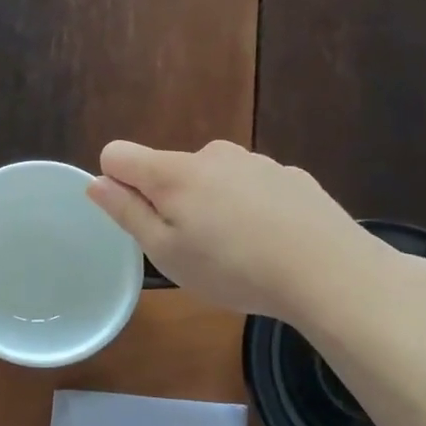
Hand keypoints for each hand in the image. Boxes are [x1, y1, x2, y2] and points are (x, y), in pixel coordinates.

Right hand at [88, 139, 410, 324]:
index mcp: (173, 172)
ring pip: (212, 179)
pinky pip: (251, 187)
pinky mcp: (289, 175)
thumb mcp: (166, 253)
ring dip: (212, 206)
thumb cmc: (234, 268)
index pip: (118, 154)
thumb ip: (127, 213)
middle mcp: (211, 154)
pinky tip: (273, 242)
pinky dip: (250, 208)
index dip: (116, 183)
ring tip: (238, 252)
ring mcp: (254, 161)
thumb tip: (95, 182)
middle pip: (169, 170)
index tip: (139, 219)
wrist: (330, 271)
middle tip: (194, 249)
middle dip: (170, 202)